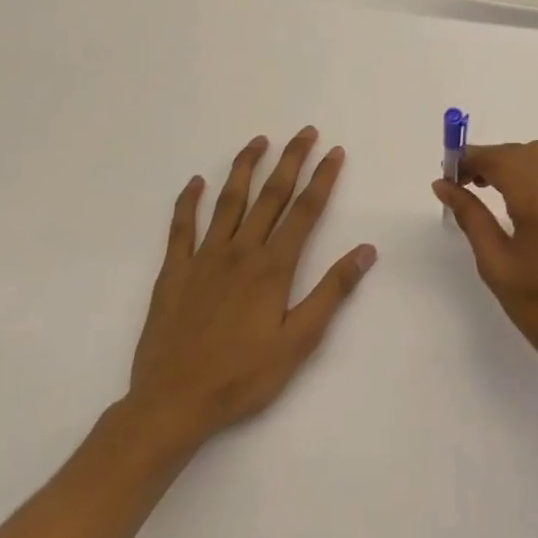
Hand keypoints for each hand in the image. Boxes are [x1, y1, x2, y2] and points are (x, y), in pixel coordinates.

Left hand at [124, 127, 375, 451]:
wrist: (170, 406)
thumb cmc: (242, 376)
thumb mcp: (299, 340)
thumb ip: (332, 291)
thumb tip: (366, 250)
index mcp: (273, 267)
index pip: (305, 211)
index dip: (323, 178)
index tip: (335, 151)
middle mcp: (241, 252)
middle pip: (271, 195)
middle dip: (291, 160)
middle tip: (305, 132)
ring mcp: (204, 259)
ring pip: (228, 202)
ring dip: (245, 168)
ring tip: (258, 142)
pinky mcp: (173, 274)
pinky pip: (181, 229)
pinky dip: (188, 202)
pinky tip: (195, 182)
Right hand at [433, 141, 537, 393]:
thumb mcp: (497, 265)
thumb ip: (470, 217)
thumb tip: (443, 185)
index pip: (499, 158)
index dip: (470, 159)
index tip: (448, 172)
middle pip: (523, 152)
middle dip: (493, 160)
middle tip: (466, 184)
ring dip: (518, 164)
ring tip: (495, 191)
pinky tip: (531, 204)